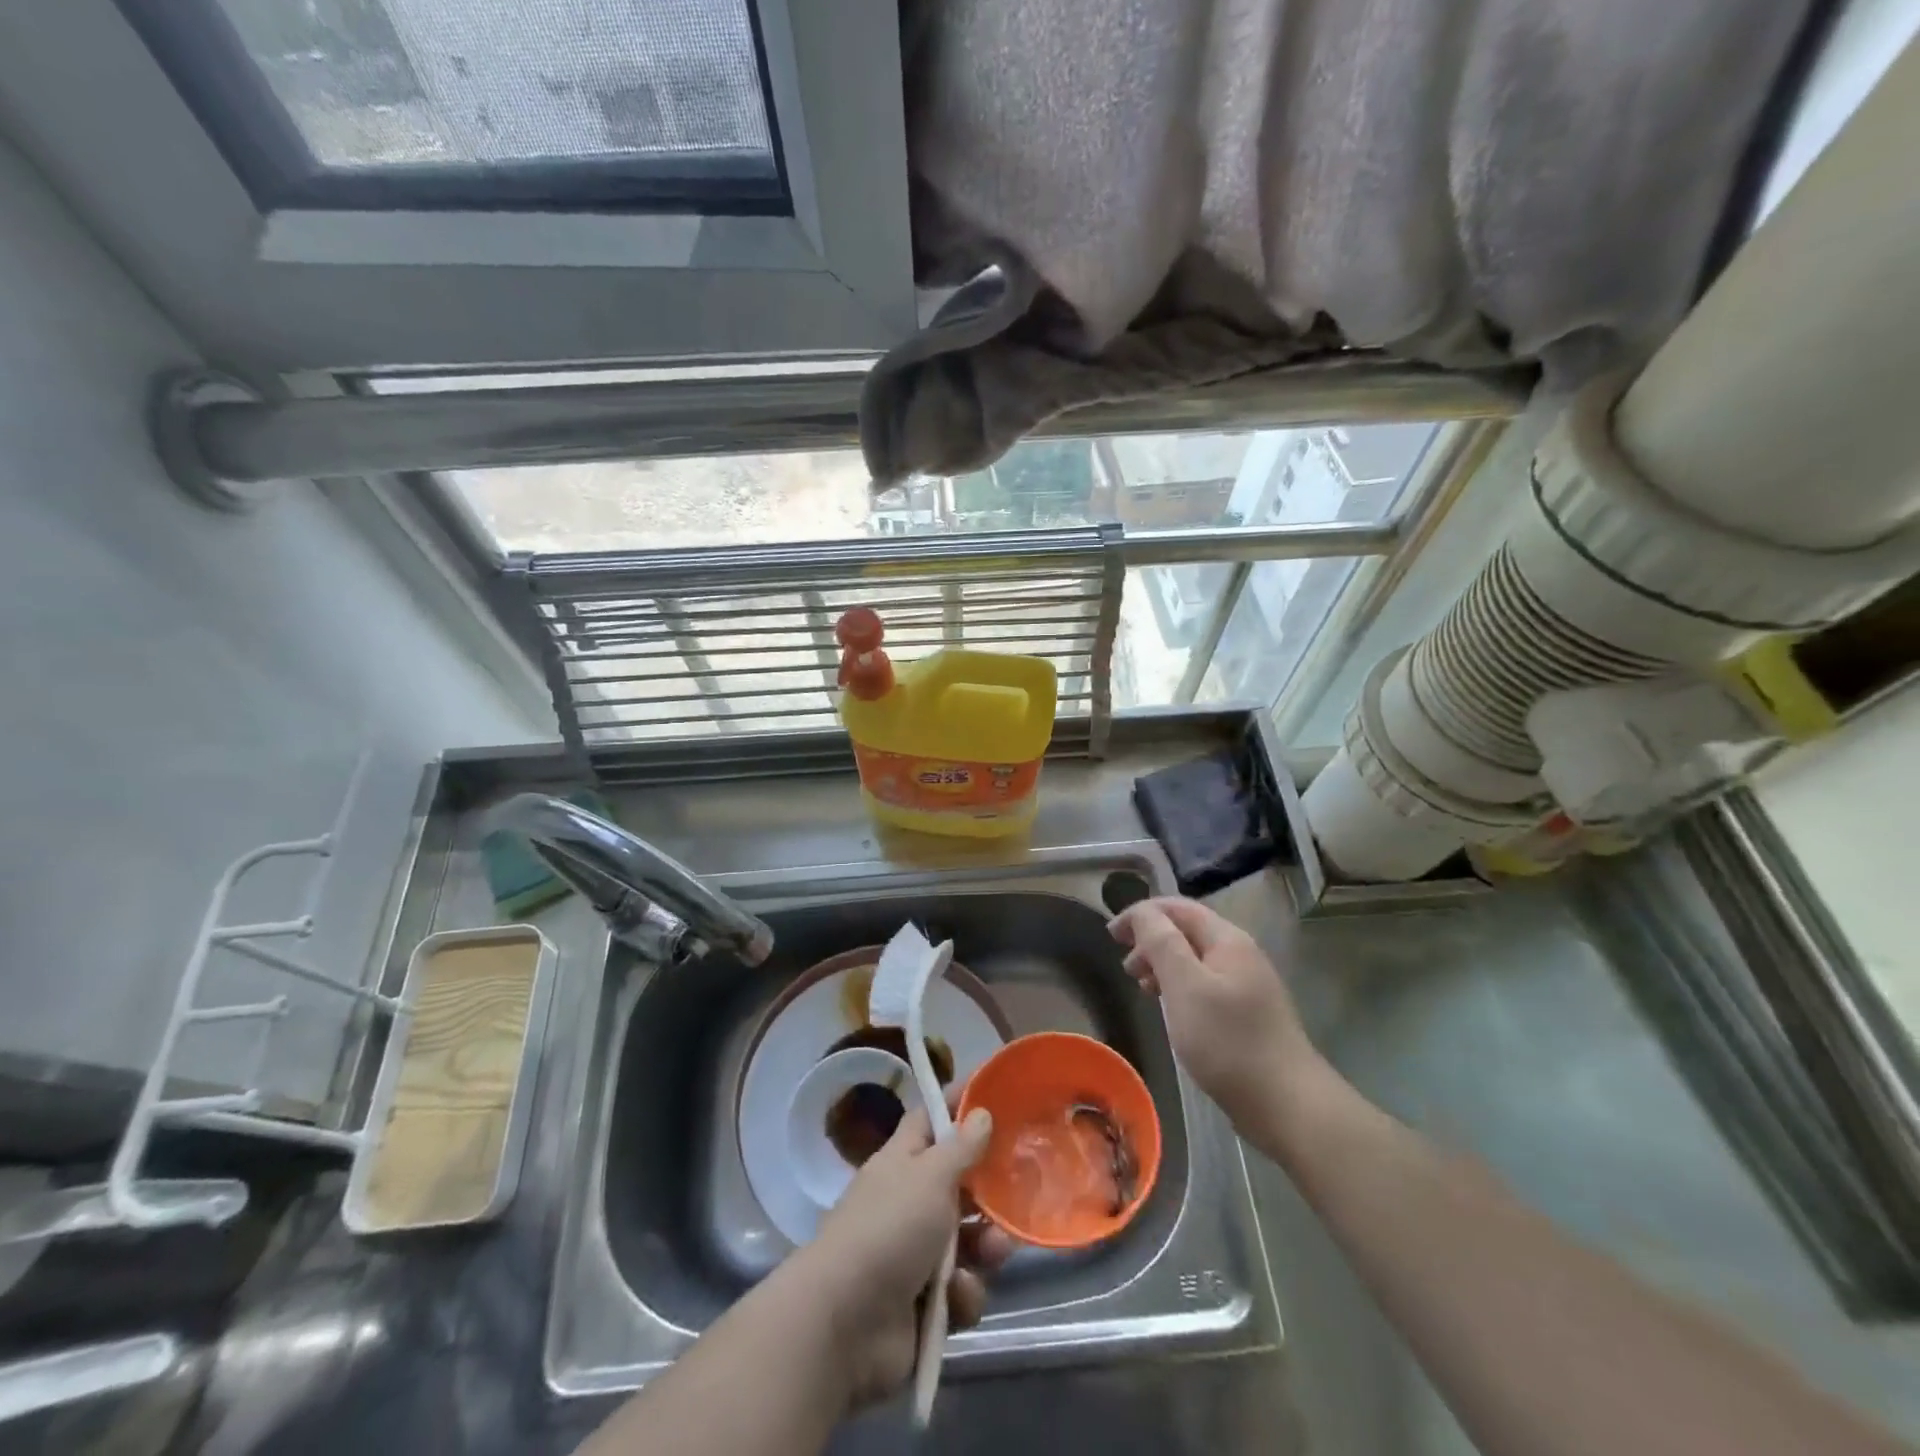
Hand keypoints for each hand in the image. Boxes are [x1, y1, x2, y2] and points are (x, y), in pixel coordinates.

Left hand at [788, 1100, 1014, 1409]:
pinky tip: (957, 1297)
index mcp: (902, 1162)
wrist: (845, 1325)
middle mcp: (909, 1202)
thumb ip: (961, 1147)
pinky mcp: (925, 1303)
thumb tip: (981, 1112)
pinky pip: (960, 1289)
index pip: (930, 1121)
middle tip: (1016, 1192)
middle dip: (989, 1193)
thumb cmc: (889, 1229)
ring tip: (994, 1253)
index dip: (958, 1106)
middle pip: (959, 1185)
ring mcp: (916, 1254)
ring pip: (968, 1240)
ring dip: (986, 1247)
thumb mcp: (930, 1176)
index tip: (994, 1095)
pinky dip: (964, 1293)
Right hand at [1109, 896, 1323, 1146]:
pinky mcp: (1247, 1015)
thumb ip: (1161, 942)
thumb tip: (1142, 912)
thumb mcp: (1185, 986)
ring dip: (1163, 964)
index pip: (1177, 908)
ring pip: (1195, 960)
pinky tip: (1171, 1010)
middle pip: (1187, 931)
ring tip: (1142, 987)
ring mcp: (1247, 986)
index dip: (1141, 914)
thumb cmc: (1228, 1041)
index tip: (1111, 935)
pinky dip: (1180, 987)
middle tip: (1125, 967)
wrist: (1288, 1105)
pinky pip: (1205, 986)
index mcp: (1227, 940)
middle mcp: (1240, 955)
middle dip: (1151, 939)